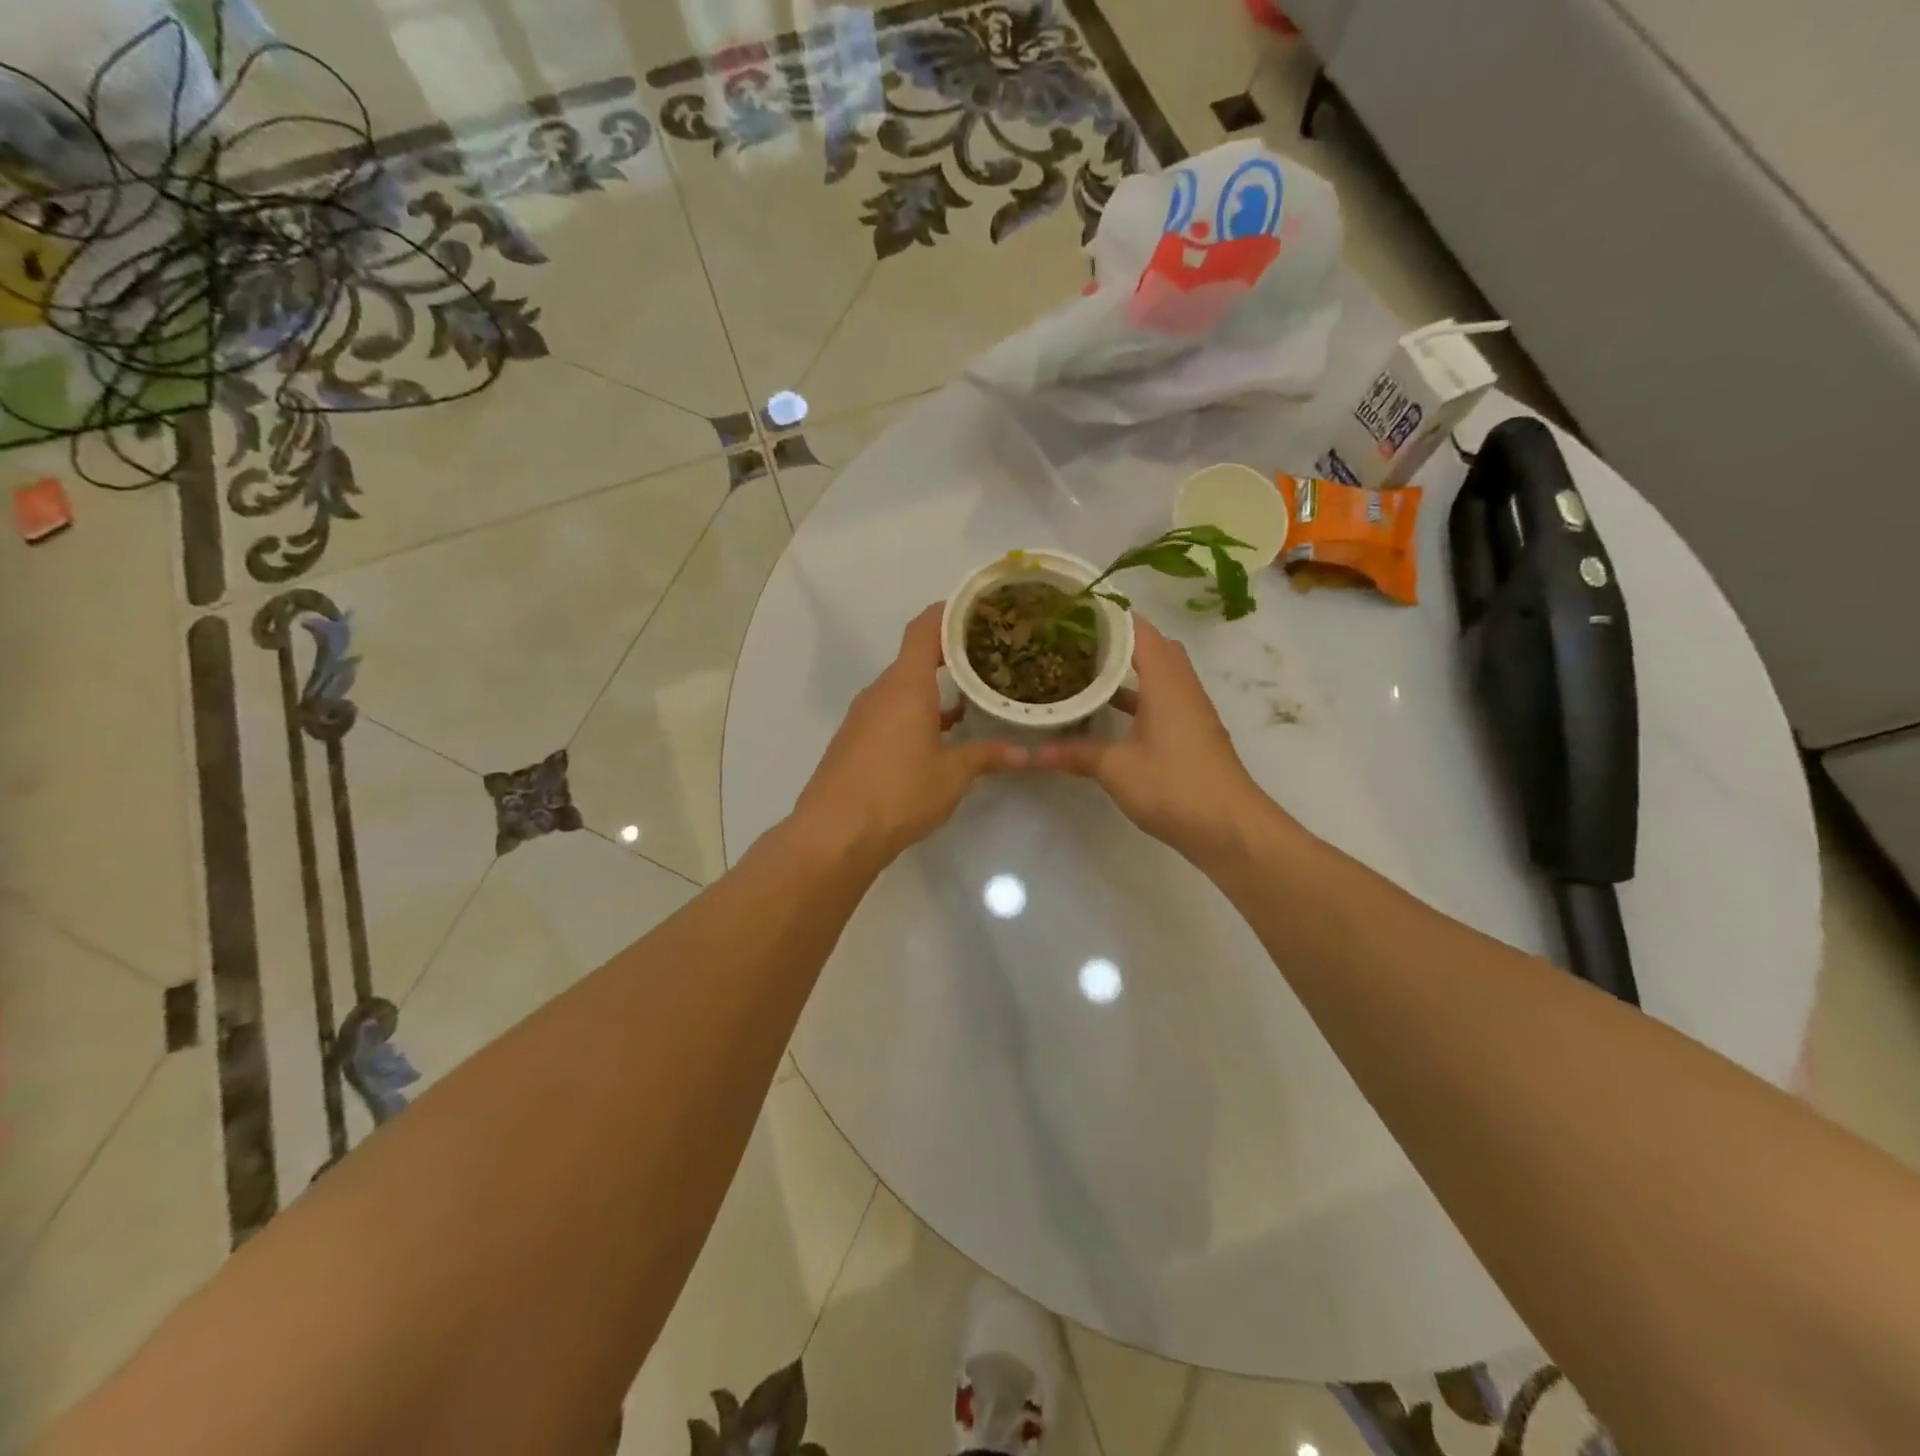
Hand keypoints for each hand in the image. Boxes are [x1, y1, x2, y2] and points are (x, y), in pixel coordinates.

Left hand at [791, 605, 1027, 866]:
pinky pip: (891, 711)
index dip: (949, 612)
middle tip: (990, 653)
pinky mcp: (855, 739)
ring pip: (903, 687)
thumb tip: (1023, 752)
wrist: (834, 834)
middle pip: (914, 656)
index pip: (925, 629)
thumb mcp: (952, 775)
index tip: (978, 608)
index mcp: (906, 686)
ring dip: (934, 686)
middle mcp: (881, 692)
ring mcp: (864, 716)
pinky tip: (941, 732)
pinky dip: (917, 710)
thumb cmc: (899, 794)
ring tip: (973, 691)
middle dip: (951, 652)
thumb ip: (986, 755)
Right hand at [1035, 617, 1274, 867]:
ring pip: (1160, 675)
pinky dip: (1139, 698)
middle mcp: (1182, 688)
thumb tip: (1033, 752)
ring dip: (1129, 670)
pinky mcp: (1192, 735)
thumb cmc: (1174, 786)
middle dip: (1119, 640)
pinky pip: (1163, 700)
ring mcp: (1191, 712)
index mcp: (1166, 682)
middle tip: (1078, 641)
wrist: (1230, 828)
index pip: (1140, 630)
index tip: (1076, 611)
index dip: (1110, 616)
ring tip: (1087, 670)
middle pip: (1154, 647)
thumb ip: (1076, 753)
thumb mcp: (1116, 768)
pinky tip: (1110, 715)